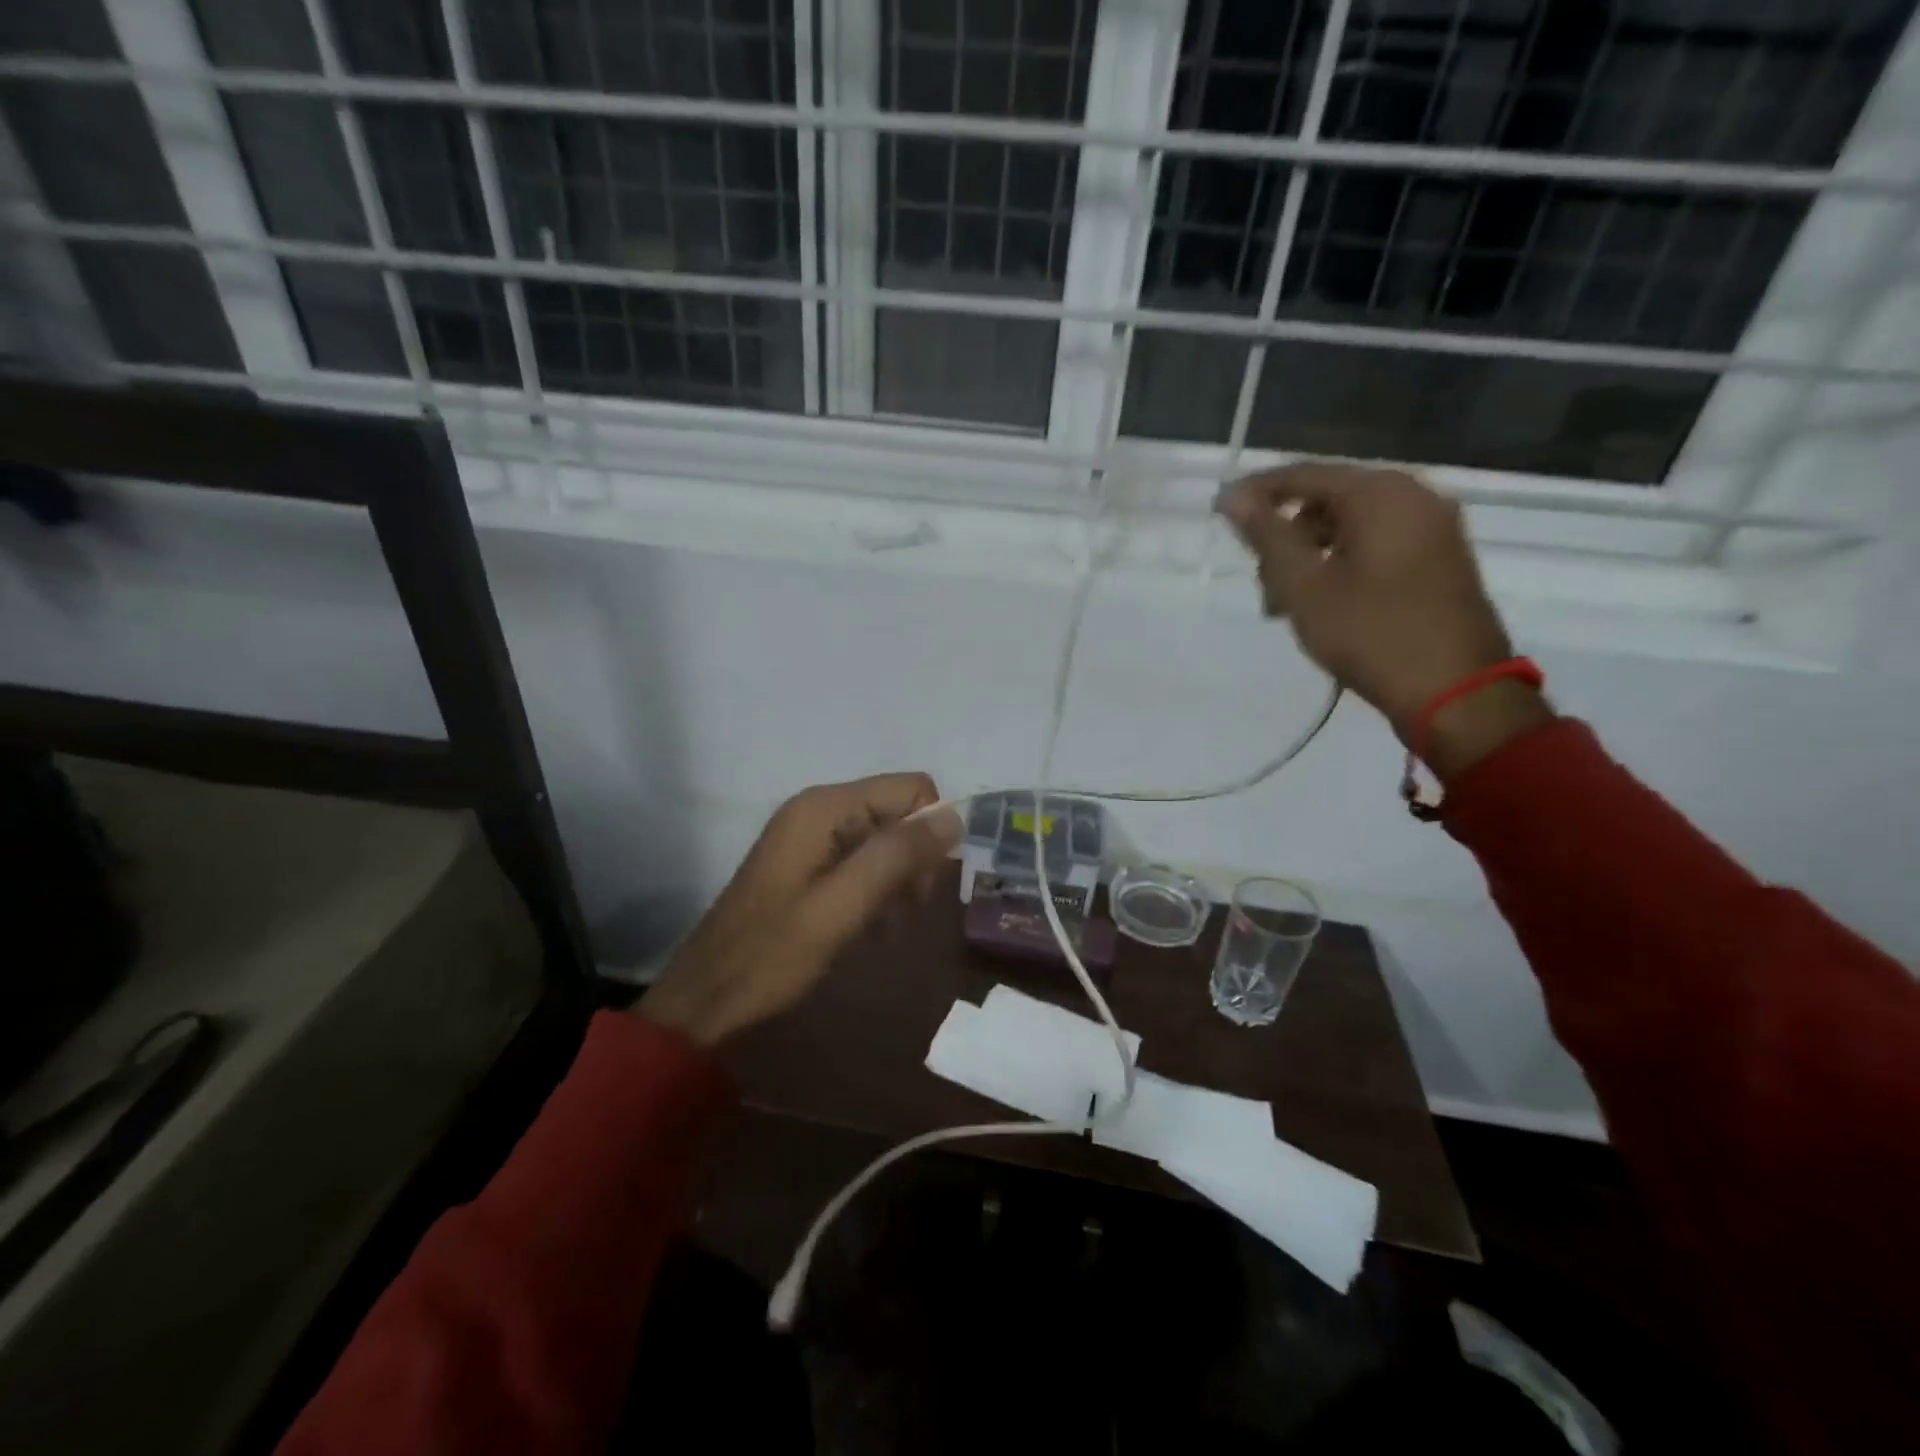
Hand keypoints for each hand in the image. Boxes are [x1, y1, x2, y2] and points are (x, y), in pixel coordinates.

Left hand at [637, 773, 962, 1046]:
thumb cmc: (774, 953)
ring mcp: (812, 834)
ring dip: (898, 880)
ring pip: (887, 838)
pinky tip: (868, 925)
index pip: (912, 789)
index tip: (921, 886)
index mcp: (825, 807)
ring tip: (883, 925)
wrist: (709, 997)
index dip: (929, 832)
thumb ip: (897, 856)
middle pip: (900, 812)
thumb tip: (955, 816)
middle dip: (914, 859)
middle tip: (903, 911)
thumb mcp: (842, 906)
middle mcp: (820, 808)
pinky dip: (877, 889)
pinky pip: (864, 859)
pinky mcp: (808, 861)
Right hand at [1219, 464, 1550, 775]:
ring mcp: (1434, 527)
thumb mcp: (1304, 586)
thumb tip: (1232, 496)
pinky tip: (1326, 604)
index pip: (1303, 475)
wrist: (1457, 691)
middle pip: (1328, 500)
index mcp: (1380, 494)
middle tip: (1262, 586)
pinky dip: (1342, 563)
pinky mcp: (1441, 558)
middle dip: (1285, 537)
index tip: (1219, 513)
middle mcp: (1413, 496)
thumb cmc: (1371, 633)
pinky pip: (1378, 543)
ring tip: (1289, 606)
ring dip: (1310, 556)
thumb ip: (1266, 536)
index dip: (1256, 492)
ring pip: (1351, 525)